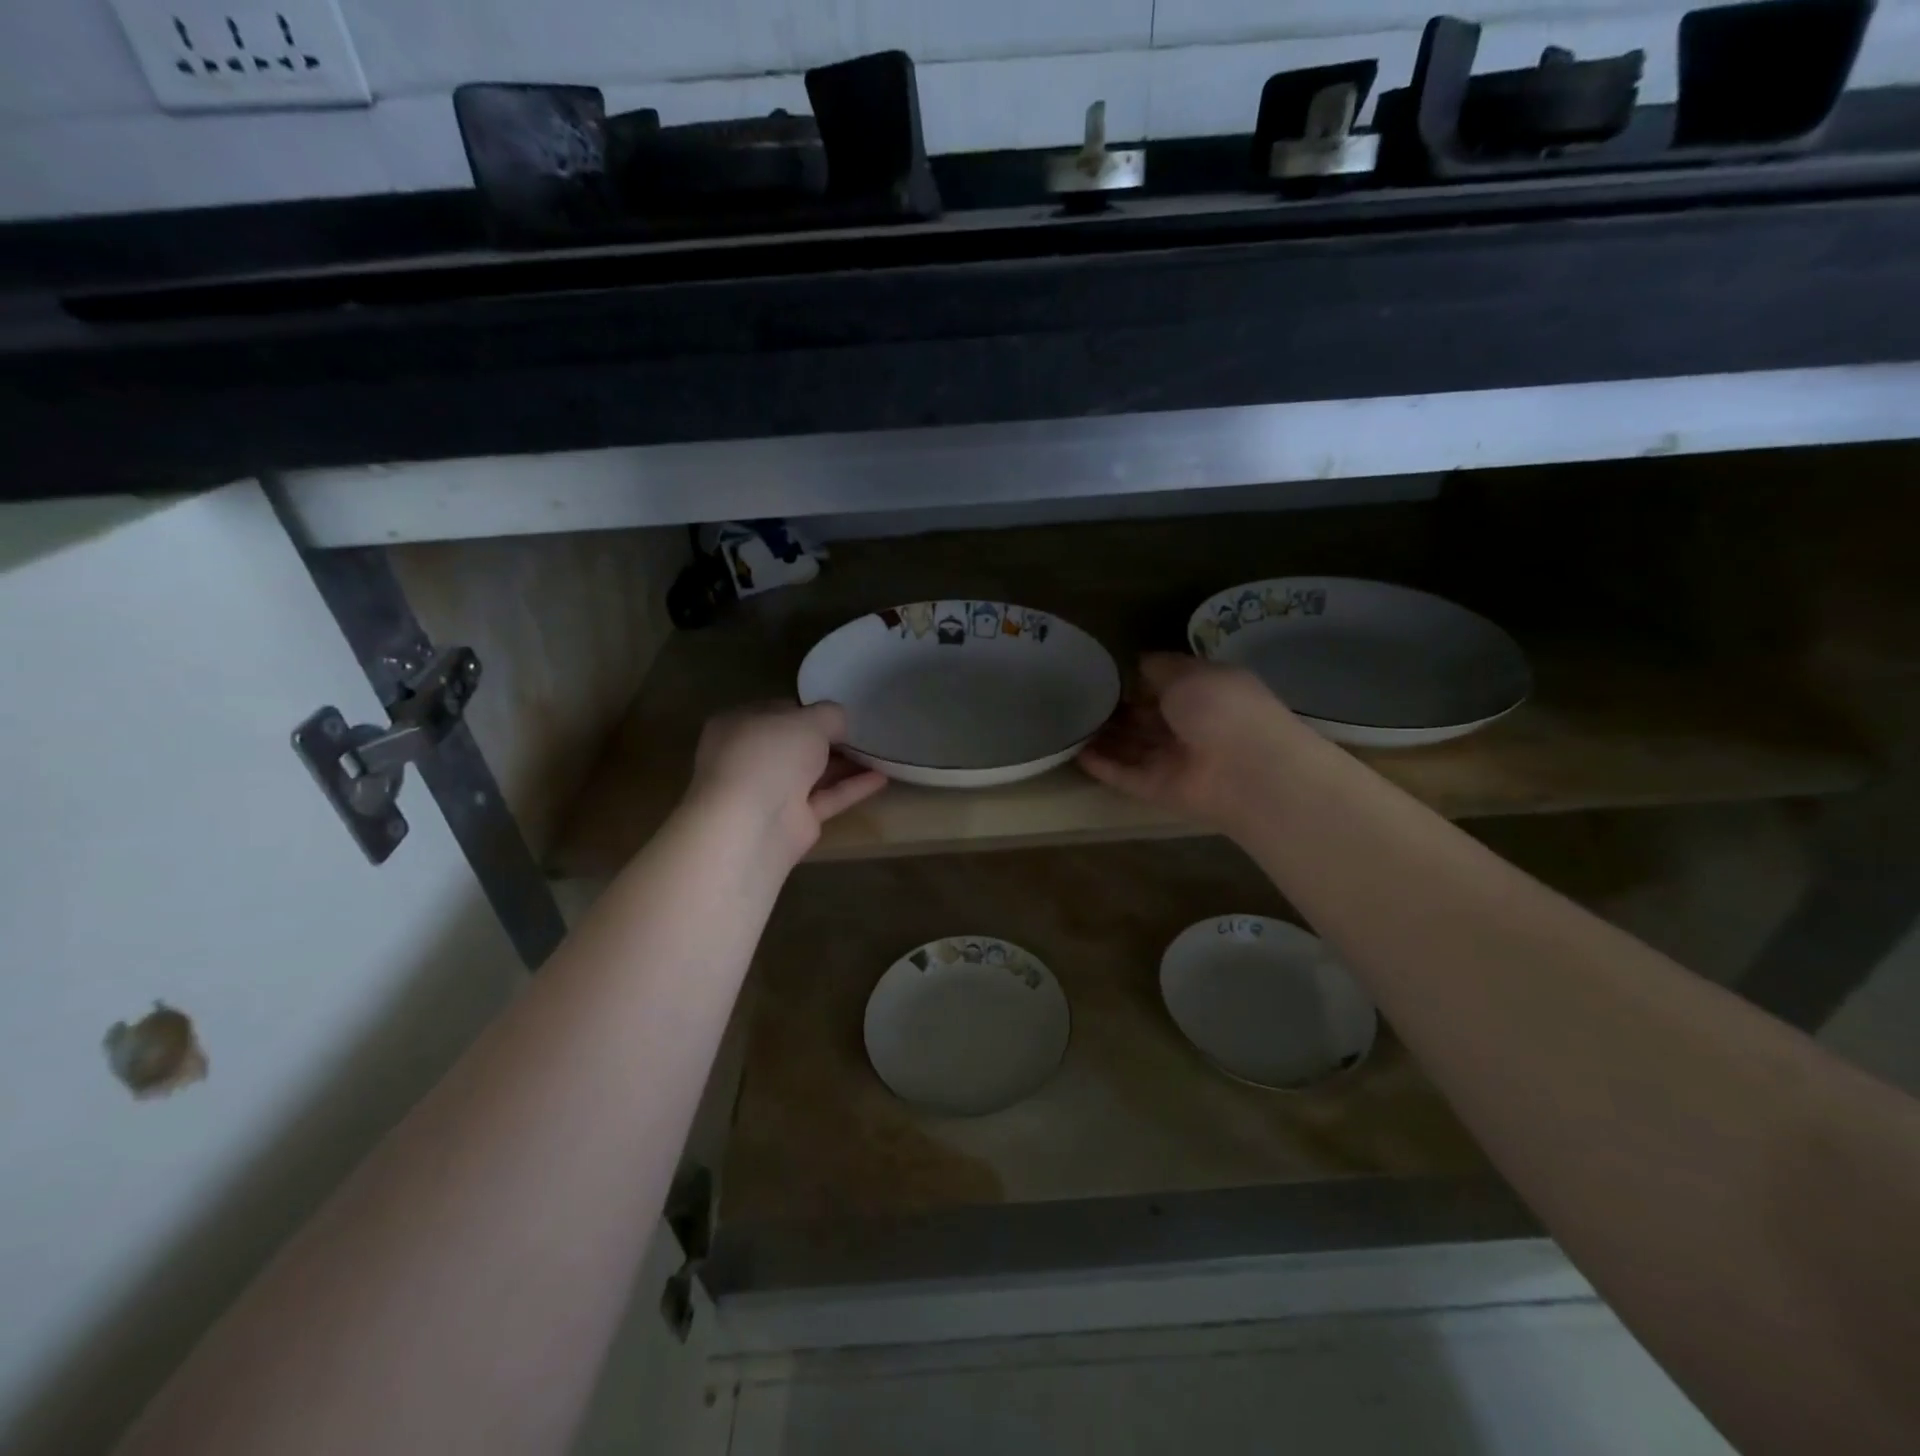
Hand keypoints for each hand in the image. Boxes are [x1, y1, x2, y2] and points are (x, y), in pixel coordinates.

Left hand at [685, 701, 887, 864]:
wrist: (753, 823)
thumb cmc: (771, 755)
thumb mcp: (809, 720)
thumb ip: (830, 715)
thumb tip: (840, 722)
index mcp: (738, 725)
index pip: (777, 711)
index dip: (809, 709)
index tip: (839, 710)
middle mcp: (750, 758)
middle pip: (795, 744)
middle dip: (828, 738)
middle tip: (863, 730)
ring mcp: (770, 792)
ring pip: (812, 773)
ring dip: (844, 763)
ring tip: (878, 752)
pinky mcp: (792, 821)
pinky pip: (826, 798)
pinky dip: (851, 788)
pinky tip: (881, 777)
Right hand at [1078, 654, 1300, 833]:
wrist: (1246, 771)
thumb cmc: (1222, 708)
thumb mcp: (1189, 673)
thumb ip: (1160, 667)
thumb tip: (1138, 663)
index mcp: (1206, 694)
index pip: (1167, 685)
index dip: (1138, 679)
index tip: (1104, 672)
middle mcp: (1191, 727)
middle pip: (1147, 718)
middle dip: (1117, 709)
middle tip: (1077, 698)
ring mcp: (1174, 761)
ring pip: (1132, 747)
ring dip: (1104, 737)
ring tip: (1068, 723)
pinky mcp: (1158, 789)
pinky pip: (1124, 775)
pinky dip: (1101, 765)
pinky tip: (1072, 752)